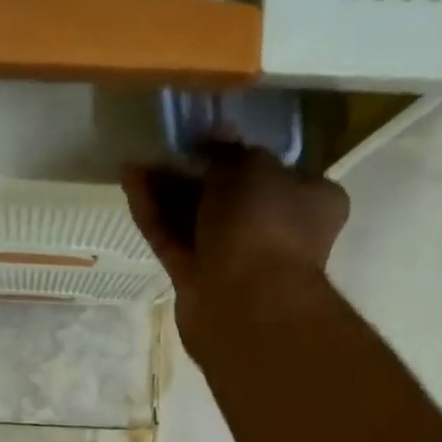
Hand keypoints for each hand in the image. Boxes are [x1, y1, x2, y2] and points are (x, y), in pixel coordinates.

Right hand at [123, 140, 348, 317]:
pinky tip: (131, 183)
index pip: (278, 170)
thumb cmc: (264, 224)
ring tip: (137, 162)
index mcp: (311, 200)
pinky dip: (154, 214)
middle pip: (231, 195)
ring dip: (168, 191)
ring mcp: (236, 259)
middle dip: (196, 172)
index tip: (210, 138)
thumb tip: (217, 138)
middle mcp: (277, 230)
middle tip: (164, 148)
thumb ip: (228, 153)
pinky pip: (174, 239)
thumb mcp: (251, 168)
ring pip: (197, 218)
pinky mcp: (199, 279)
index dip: (243, 153)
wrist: (246, 303)